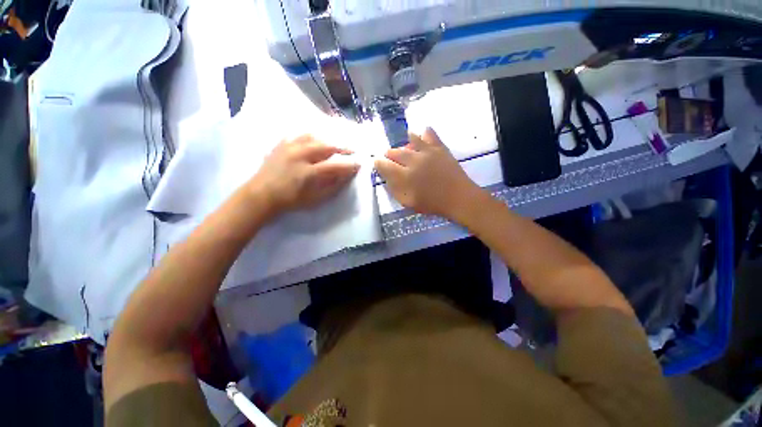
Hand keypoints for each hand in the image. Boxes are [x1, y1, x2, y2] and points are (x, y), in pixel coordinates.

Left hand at [247, 135, 359, 218]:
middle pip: (327, 145)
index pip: (336, 165)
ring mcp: (290, 147)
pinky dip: (313, 135)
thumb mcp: (315, 199)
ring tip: (337, 142)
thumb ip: (333, 186)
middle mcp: (300, 155)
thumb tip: (347, 175)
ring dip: (330, 138)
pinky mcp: (282, 143)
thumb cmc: (291, 200)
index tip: (360, 163)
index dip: (350, 164)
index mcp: (309, 173)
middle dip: (344, 147)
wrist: (262, 194)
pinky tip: (318, 138)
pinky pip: (300, 133)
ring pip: (315, 136)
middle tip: (353, 150)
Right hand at [374, 128, 480, 219]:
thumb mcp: (408, 203)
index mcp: (404, 176)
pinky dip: (424, 133)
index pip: (384, 165)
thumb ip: (395, 190)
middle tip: (390, 158)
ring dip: (404, 144)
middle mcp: (413, 161)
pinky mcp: (439, 148)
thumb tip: (387, 178)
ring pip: (409, 141)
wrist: (458, 197)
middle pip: (395, 152)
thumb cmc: (432, 203)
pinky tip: (422, 135)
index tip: (378, 164)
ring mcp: (427, 152)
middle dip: (389, 155)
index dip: (379, 164)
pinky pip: (429, 134)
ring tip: (404, 149)